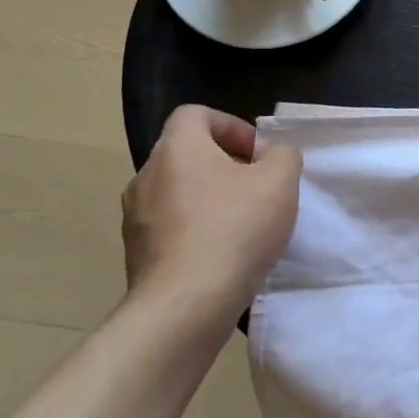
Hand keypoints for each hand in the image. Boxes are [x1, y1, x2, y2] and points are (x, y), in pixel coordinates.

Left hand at [121, 105, 301, 325]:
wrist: (187, 303)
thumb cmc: (235, 228)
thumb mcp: (280, 180)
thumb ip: (282, 154)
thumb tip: (269, 155)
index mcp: (177, 149)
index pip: (195, 114)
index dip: (231, 125)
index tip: (258, 153)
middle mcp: (146, 176)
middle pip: (188, 154)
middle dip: (226, 164)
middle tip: (259, 187)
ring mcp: (136, 217)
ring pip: (179, 192)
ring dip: (211, 198)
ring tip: (244, 223)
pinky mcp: (137, 253)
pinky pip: (171, 226)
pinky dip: (197, 229)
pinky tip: (224, 253)